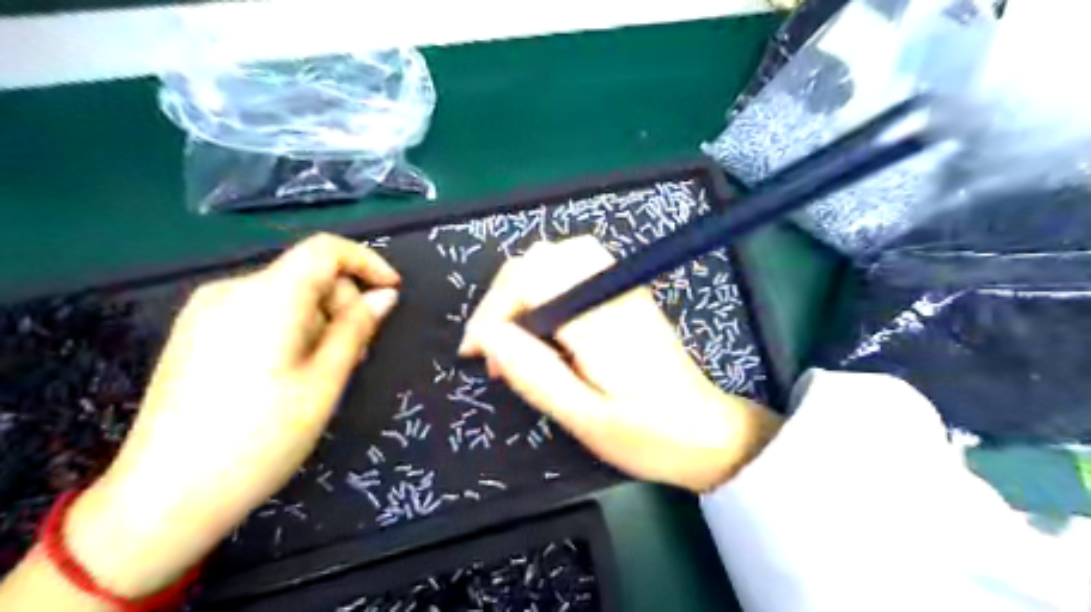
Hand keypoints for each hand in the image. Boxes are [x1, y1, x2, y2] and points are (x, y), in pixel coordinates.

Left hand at [63, 232, 399, 592]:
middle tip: (357, 353)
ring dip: (318, 320)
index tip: (393, 293)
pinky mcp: (195, 334)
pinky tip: (290, 371)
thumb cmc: (260, 439)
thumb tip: (385, 296)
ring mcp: (206, 312)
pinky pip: (259, 313)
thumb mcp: (324, 382)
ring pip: (285, 296)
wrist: (164, 498)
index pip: (325, 249)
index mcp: (266, 298)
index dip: (367, 262)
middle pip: (306, 274)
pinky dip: (290, 329)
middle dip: (342, 304)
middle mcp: (231, 291)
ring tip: (324, 371)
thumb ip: (356, 329)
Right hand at [456, 237, 779, 494]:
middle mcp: (609, 288)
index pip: (531, 278)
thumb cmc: (649, 435)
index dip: (494, 309)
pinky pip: (574, 267)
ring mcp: (620, 286)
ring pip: (556, 257)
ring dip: (523, 290)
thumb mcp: (585, 419)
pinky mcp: (624, 293)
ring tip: (516, 337)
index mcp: (600, 318)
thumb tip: (486, 338)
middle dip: (505, 298)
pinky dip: (545, 288)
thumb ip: (534, 374)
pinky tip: (545, 326)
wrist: (707, 432)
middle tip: (495, 349)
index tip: (476, 354)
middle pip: (540, 258)